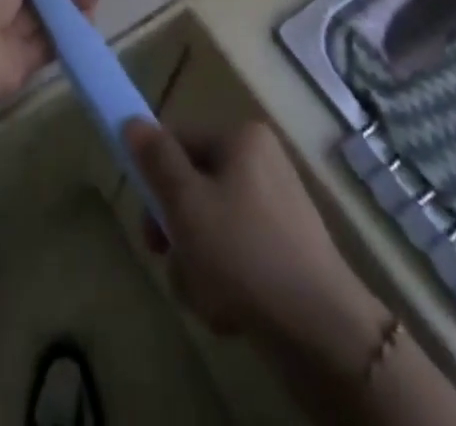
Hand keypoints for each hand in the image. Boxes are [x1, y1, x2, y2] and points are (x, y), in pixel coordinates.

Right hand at [124, 118, 370, 344]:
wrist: (323, 333)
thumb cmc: (244, 254)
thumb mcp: (186, 203)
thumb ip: (156, 161)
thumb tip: (132, 121)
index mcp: (242, 139)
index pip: (179, 142)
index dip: (156, 178)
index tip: (148, 220)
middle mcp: (262, 162)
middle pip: (194, 188)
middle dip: (179, 231)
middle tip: (170, 259)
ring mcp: (278, 208)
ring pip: (211, 227)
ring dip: (197, 263)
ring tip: (207, 296)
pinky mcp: (287, 252)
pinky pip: (237, 255)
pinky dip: (225, 282)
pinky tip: (229, 312)